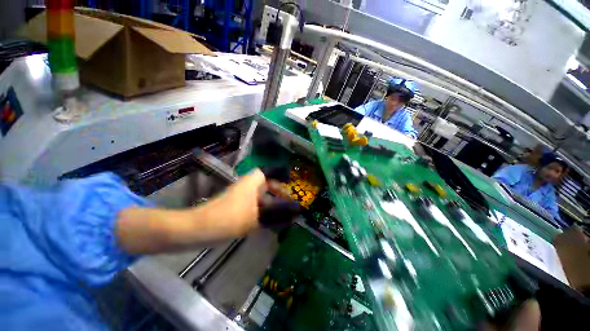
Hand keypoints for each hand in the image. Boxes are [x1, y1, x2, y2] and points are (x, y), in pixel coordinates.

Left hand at [203, 169, 295, 237]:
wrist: (200, 228)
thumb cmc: (231, 218)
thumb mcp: (256, 219)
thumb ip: (274, 217)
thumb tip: (290, 217)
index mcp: (251, 183)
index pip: (267, 173)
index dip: (278, 179)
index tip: (288, 189)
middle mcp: (246, 186)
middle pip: (265, 184)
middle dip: (276, 193)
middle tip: (286, 203)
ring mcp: (239, 195)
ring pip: (259, 195)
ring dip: (269, 203)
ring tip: (280, 214)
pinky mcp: (235, 205)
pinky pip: (253, 204)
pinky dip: (261, 210)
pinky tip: (267, 221)